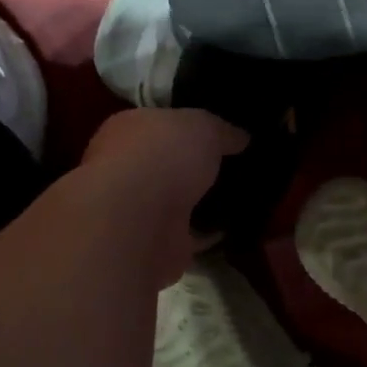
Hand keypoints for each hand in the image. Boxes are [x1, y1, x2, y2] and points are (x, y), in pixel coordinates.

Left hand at [80, 108, 247, 287]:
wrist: (138, 222)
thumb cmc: (163, 156)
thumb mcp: (204, 126)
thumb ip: (222, 130)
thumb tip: (241, 137)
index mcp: (128, 129)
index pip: (160, 123)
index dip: (188, 126)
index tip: (220, 133)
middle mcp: (125, 167)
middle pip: (167, 163)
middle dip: (194, 166)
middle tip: (236, 165)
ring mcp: (137, 209)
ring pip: (176, 200)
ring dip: (200, 201)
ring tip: (241, 195)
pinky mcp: (153, 243)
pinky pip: (188, 233)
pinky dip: (208, 232)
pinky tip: (236, 226)